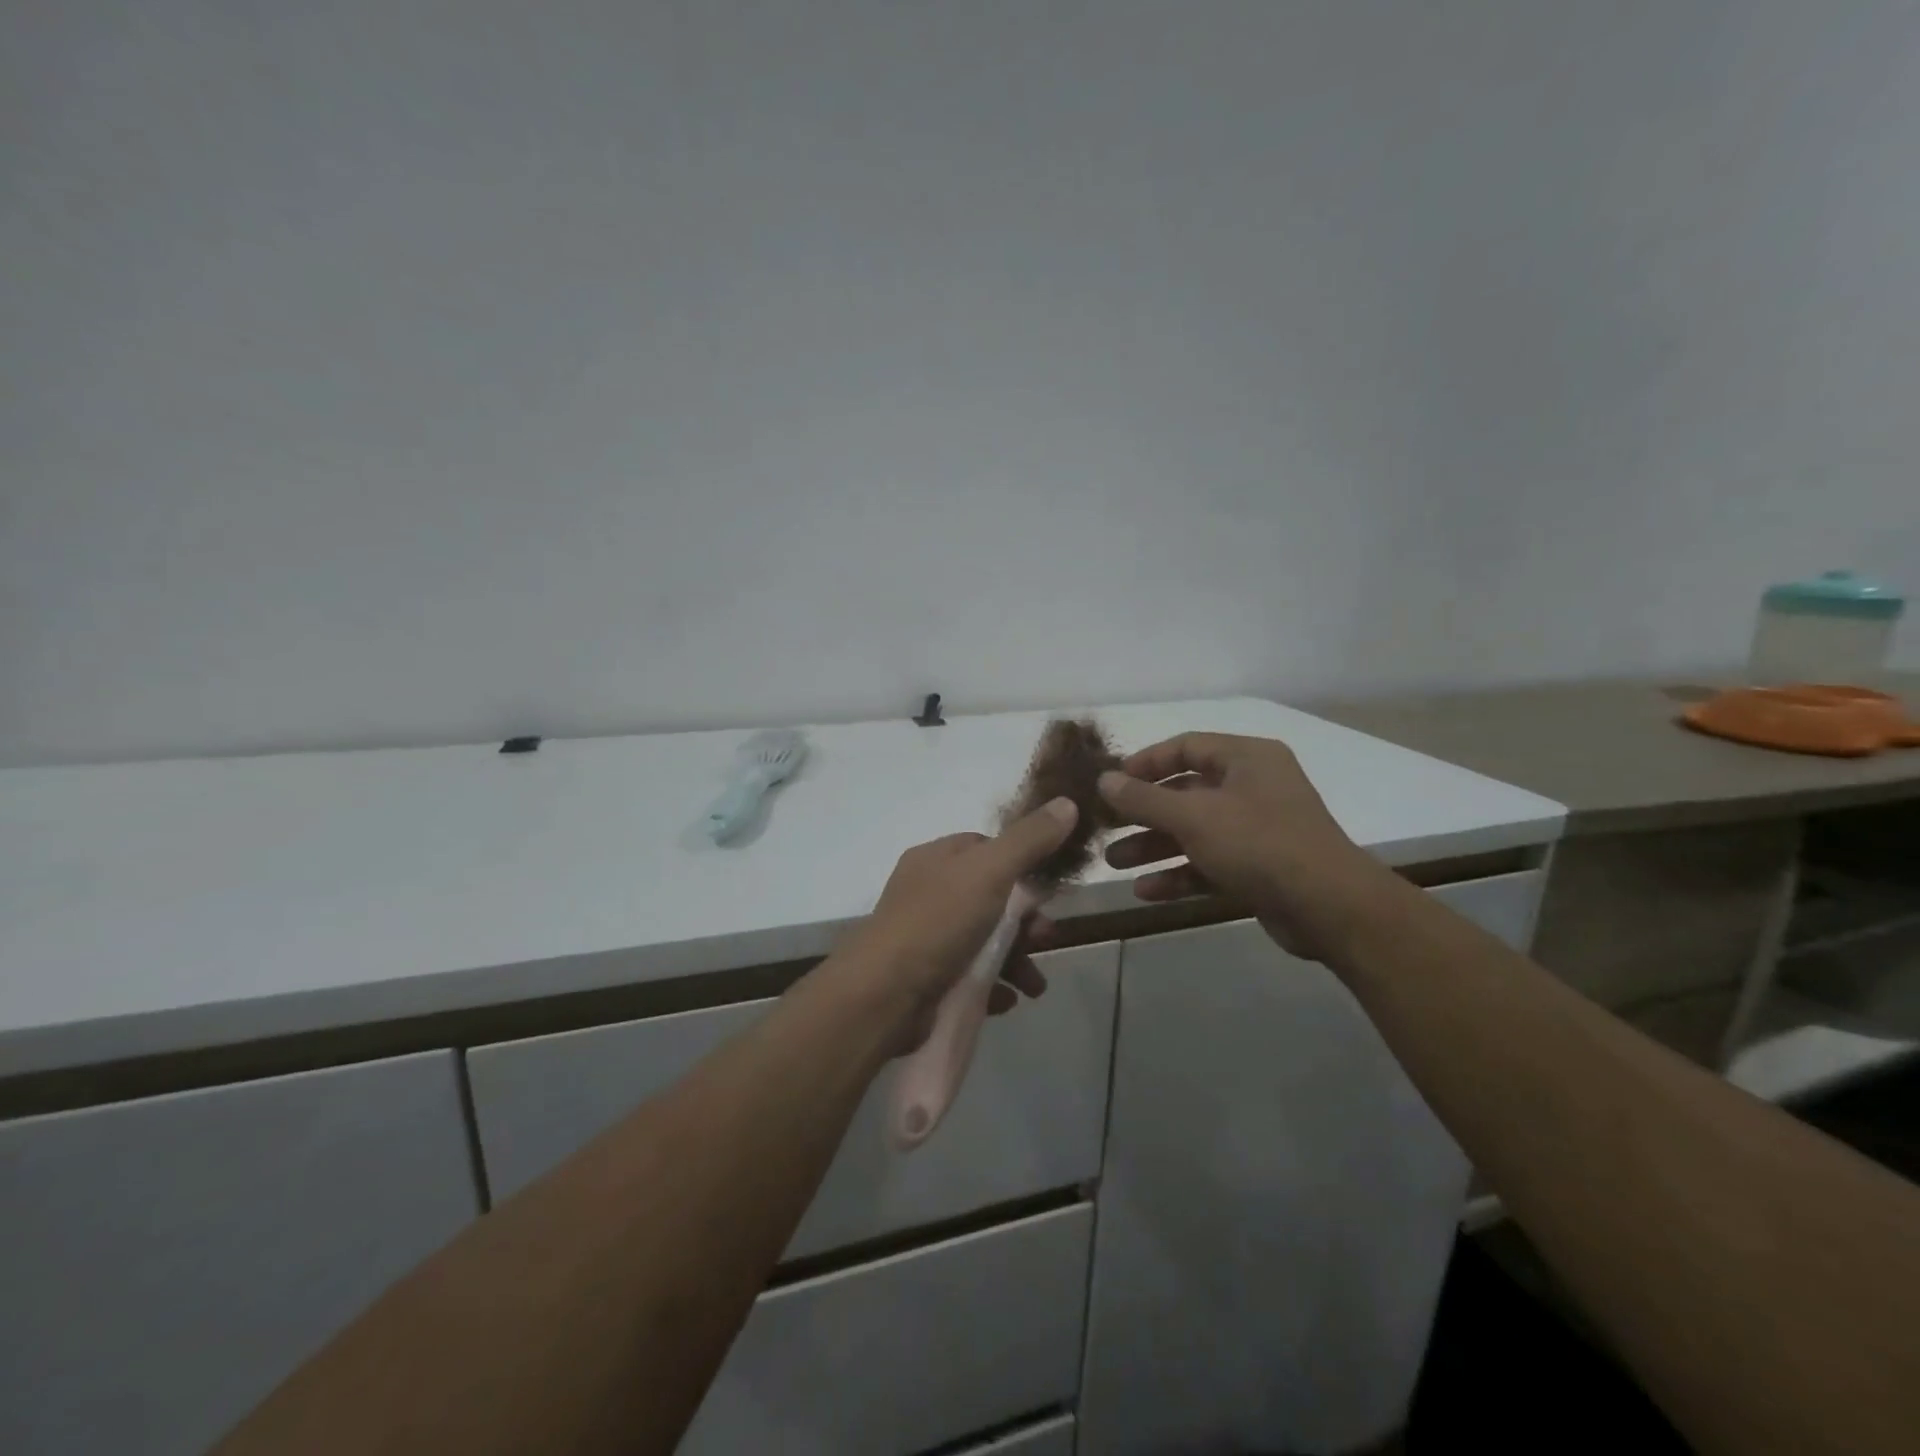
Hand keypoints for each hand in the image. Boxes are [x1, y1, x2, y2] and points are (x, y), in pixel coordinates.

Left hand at [832, 797, 1079, 1052]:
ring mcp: (926, 938)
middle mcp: (928, 893)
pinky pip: (970, 978)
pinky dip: (994, 986)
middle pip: (991, 898)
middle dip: (1026, 920)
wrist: (884, 997)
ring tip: (1035, 985)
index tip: (1048, 888)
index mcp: (936, 859)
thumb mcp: (990, 871)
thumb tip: (1067, 802)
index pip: (984, 848)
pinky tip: (1009, 999)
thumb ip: (1029, 840)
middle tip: (1046, 938)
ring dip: (1018, 959)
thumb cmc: (939, 923)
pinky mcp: (927, 979)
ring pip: (984, 941)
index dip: (1020, 863)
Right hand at [1098, 733, 1393, 960]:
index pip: (1187, 747)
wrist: (1330, 908)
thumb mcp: (1194, 817)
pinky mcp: (1259, 868)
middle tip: (1105, 826)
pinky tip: (1145, 891)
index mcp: (1247, 759)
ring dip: (1154, 846)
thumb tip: (1104, 780)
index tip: (1111, 781)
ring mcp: (1258, 829)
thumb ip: (1144, 799)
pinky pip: (1210, 862)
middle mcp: (1253, 787)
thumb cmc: (1259, 843)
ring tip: (1113, 862)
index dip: (1146, 762)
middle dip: (1143, 812)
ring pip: (1194, 831)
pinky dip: (1179, 874)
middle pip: (1186, 792)